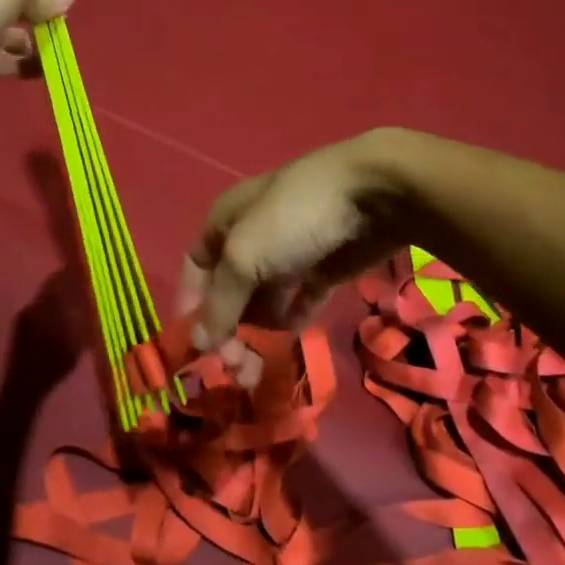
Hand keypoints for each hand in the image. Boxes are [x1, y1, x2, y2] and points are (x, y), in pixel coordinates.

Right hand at [177, 130, 419, 381]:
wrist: (374, 194)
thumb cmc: (293, 218)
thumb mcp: (244, 257)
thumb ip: (219, 304)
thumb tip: (197, 344)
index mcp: (223, 223)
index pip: (195, 269)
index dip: (190, 305)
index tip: (192, 347)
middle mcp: (251, 240)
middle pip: (229, 292)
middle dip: (226, 330)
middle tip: (234, 368)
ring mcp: (288, 255)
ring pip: (262, 302)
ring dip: (256, 335)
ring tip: (256, 371)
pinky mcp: (322, 270)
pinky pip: (297, 303)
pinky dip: (289, 322)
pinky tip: (288, 339)